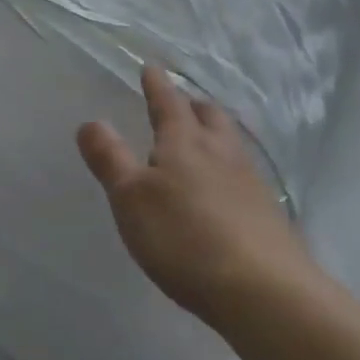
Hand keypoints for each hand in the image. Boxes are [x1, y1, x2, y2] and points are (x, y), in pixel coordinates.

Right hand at [76, 66, 311, 325]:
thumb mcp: (131, 198)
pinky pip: (245, 174)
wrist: (265, 291)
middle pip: (209, 116)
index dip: (157, 85)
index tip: (151, 67)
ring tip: (205, 137)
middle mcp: (221, 152)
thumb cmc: (185, 237)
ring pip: (231, 142)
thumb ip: (110, 159)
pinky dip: (230, 167)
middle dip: (192, 105)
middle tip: (182, 101)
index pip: (168, 103)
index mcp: (184, 142)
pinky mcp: (268, 214)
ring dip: (215, 132)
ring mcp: (250, 182)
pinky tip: (227, 186)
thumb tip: (90, 122)